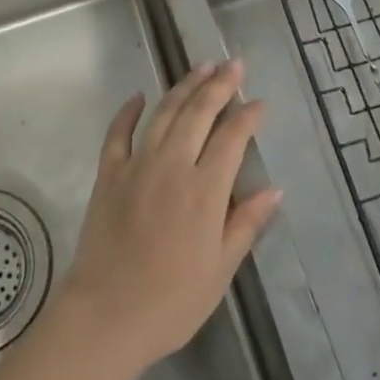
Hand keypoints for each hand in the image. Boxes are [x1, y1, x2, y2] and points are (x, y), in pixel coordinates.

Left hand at [55, 61, 282, 377]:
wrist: (105, 315)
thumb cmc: (171, 301)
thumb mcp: (220, 269)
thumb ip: (246, 224)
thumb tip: (274, 190)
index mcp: (204, 190)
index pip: (232, 138)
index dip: (248, 116)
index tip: (260, 102)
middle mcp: (172, 165)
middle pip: (199, 113)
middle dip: (219, 85)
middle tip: (233, 64)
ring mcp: (137, 165)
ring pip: (164, 113)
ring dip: (184, 86)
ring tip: (201, 67)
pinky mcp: (108, 174)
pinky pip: (118, 133)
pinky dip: (128, 112)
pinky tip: (138, 97)